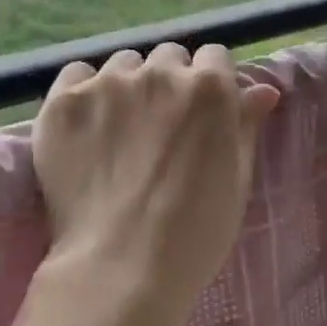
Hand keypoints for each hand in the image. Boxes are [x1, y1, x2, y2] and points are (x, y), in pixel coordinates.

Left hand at [31, 43, 279, 325]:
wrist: (121, 268)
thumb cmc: (195, 233)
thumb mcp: (236, 178)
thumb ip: (245, 125)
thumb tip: (263, 90)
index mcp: (209, 87)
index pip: (214, 57)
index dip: (210, 83)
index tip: (202, 113)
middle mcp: (159, 73)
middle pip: (168, 57)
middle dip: (169, 81)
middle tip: (161, 125)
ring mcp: (107, 85)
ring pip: (122, 65)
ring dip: (127, 86)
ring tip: (119, 129)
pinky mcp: (63, 102)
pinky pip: (76, 75)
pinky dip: (84, 93)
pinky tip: (86, 126)